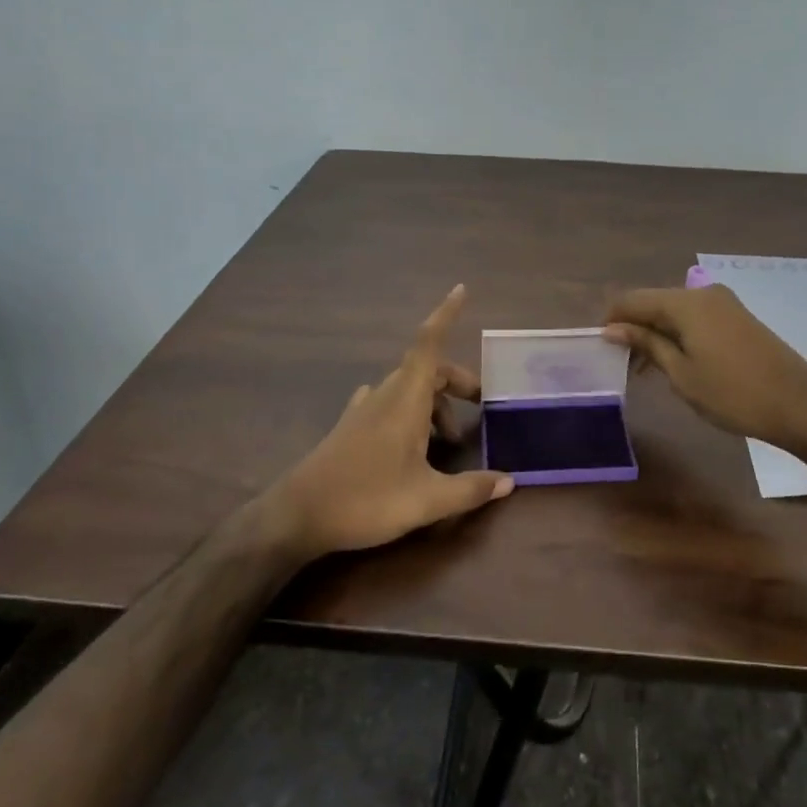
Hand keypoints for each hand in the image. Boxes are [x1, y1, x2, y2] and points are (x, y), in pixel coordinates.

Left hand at [260, 285, 513, 558]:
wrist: (297, 517)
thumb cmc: (366, 500)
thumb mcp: (427, 500)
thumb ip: (470, 489)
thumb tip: (509, 480)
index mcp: (406, 399)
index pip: (429, 344)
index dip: (446, 315)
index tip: (461, 289)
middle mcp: (385, 395)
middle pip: (427, 369)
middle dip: (457, 381)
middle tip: (480, 408)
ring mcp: (364, 410)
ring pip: (408, 388)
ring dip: (435, 402)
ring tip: (448, 440)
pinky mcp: (350, 428)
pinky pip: (387, 403)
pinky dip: (409, 411)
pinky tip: (411, 441)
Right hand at [603, 284, 806, 453]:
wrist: (800, 405)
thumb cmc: (733, 393)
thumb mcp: (681, 373)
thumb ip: (646, 344)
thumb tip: (612, 328)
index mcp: (686, 302)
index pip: (633, 299)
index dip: (613, 319)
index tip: (600, 347)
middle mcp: (703, 293)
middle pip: (655, 302)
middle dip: (634, 327)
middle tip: (620, 363)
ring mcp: (724, 303)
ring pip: (675, 311)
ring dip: (656, 333)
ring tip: (644, 368)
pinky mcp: (737, 317)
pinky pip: (695, 318)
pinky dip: (678, 334)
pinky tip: (674, 361)